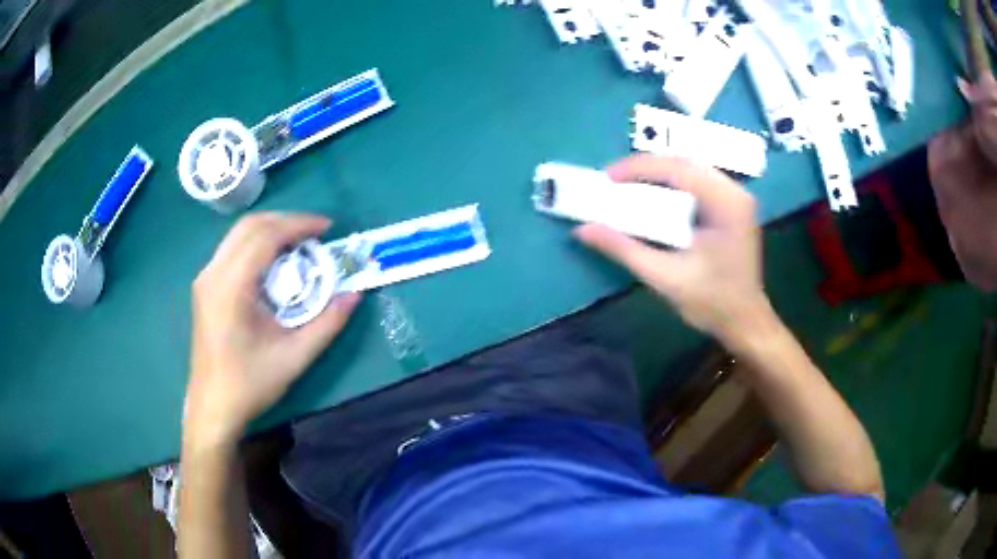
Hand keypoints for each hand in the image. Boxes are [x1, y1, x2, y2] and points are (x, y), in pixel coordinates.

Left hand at [184, 213, 359, 444]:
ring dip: (270, 230)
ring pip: (238, 234)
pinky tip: (274, 262)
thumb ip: (327, 323)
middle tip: (315, 234)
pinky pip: (232, 249)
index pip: (265, 236)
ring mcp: (205, 278)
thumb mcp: (295, 357)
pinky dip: (256, 244)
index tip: (327, 228)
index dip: (298, 225)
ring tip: (299, 243)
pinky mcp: (205, 287)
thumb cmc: (250, 384)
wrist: (213, 406)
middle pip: (249, 226)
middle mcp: (213, 273)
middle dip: (285, 221)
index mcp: (230, 287)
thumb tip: (354, 295)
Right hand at [575, 155, 772, 342]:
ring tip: (629, 187)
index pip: (677, 168)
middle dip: (646, 169)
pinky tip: (655, 197)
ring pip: (691, 170)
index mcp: (725, 203)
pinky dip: (673, 185)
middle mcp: (735, 191)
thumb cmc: (711, 303)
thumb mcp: (665, 277)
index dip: (638, 168)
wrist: (745, 322)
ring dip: (658, 175)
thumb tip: (583, 230)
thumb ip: (624, 249)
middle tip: (613, 182)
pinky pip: (699, 183)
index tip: (606, 178)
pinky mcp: (733, 207)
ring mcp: (737, 198)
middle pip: (684, 162)